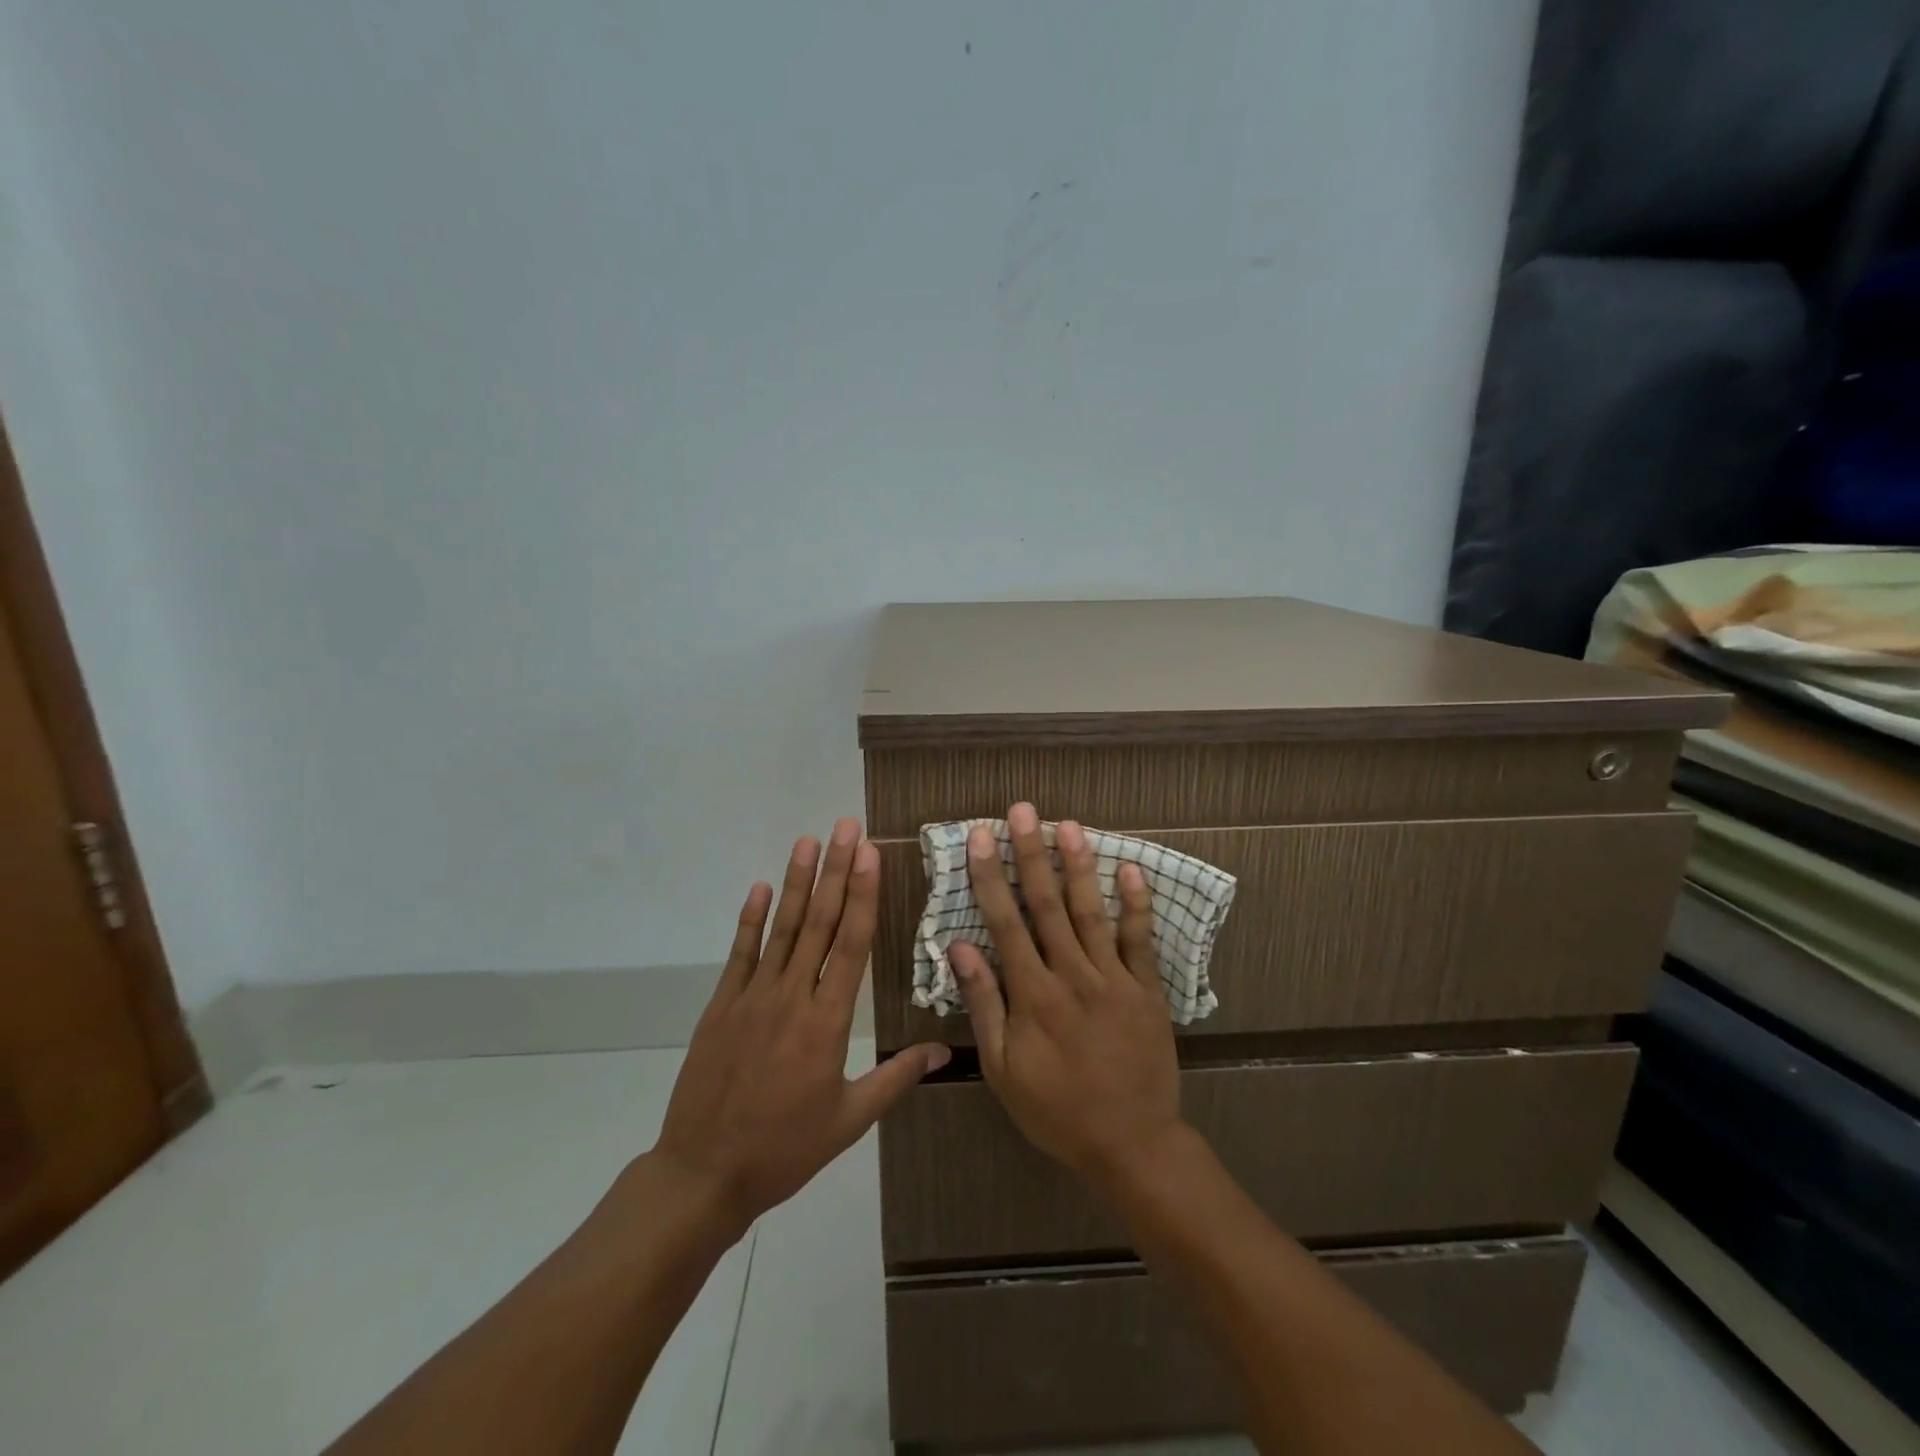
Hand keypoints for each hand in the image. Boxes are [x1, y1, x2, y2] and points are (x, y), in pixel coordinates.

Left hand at [651, 819, 949, 1230]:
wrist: (704, 1173)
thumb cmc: (785, 1149)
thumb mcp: (849, 1120)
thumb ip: (895, 1079)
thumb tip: (943, 1052)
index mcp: (827, 1022)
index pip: (852, 945)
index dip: (864, 895)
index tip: (871, 855)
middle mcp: (792, 997)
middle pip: (820, 923)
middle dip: (837, 871)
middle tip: (847, 827)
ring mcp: (753, 997)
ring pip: (782, 928)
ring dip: (797, 882)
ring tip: (809, 841)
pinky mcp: (722, 1005)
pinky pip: (740, 954)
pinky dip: (750, 919)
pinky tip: (760, 887)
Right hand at [950, 803, 1184, 1185]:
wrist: (1131, 1144)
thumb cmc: (1056, 1110)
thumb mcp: (1003, 1069)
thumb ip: (983, 1004)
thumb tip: (960, 946)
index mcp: (1033, 994)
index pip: (1005, 922)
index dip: (990, 876)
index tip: (982, 837)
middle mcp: (1072, 975)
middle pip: (1047, 904)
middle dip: (1032, 854)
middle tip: (1024, 812)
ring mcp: (1114, 979)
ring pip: (1091, 912)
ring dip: (1079, 866)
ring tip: (1069, 825)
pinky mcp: (1147, 990)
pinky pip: (1140, 940)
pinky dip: (1136, 904)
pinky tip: (1131, 869)